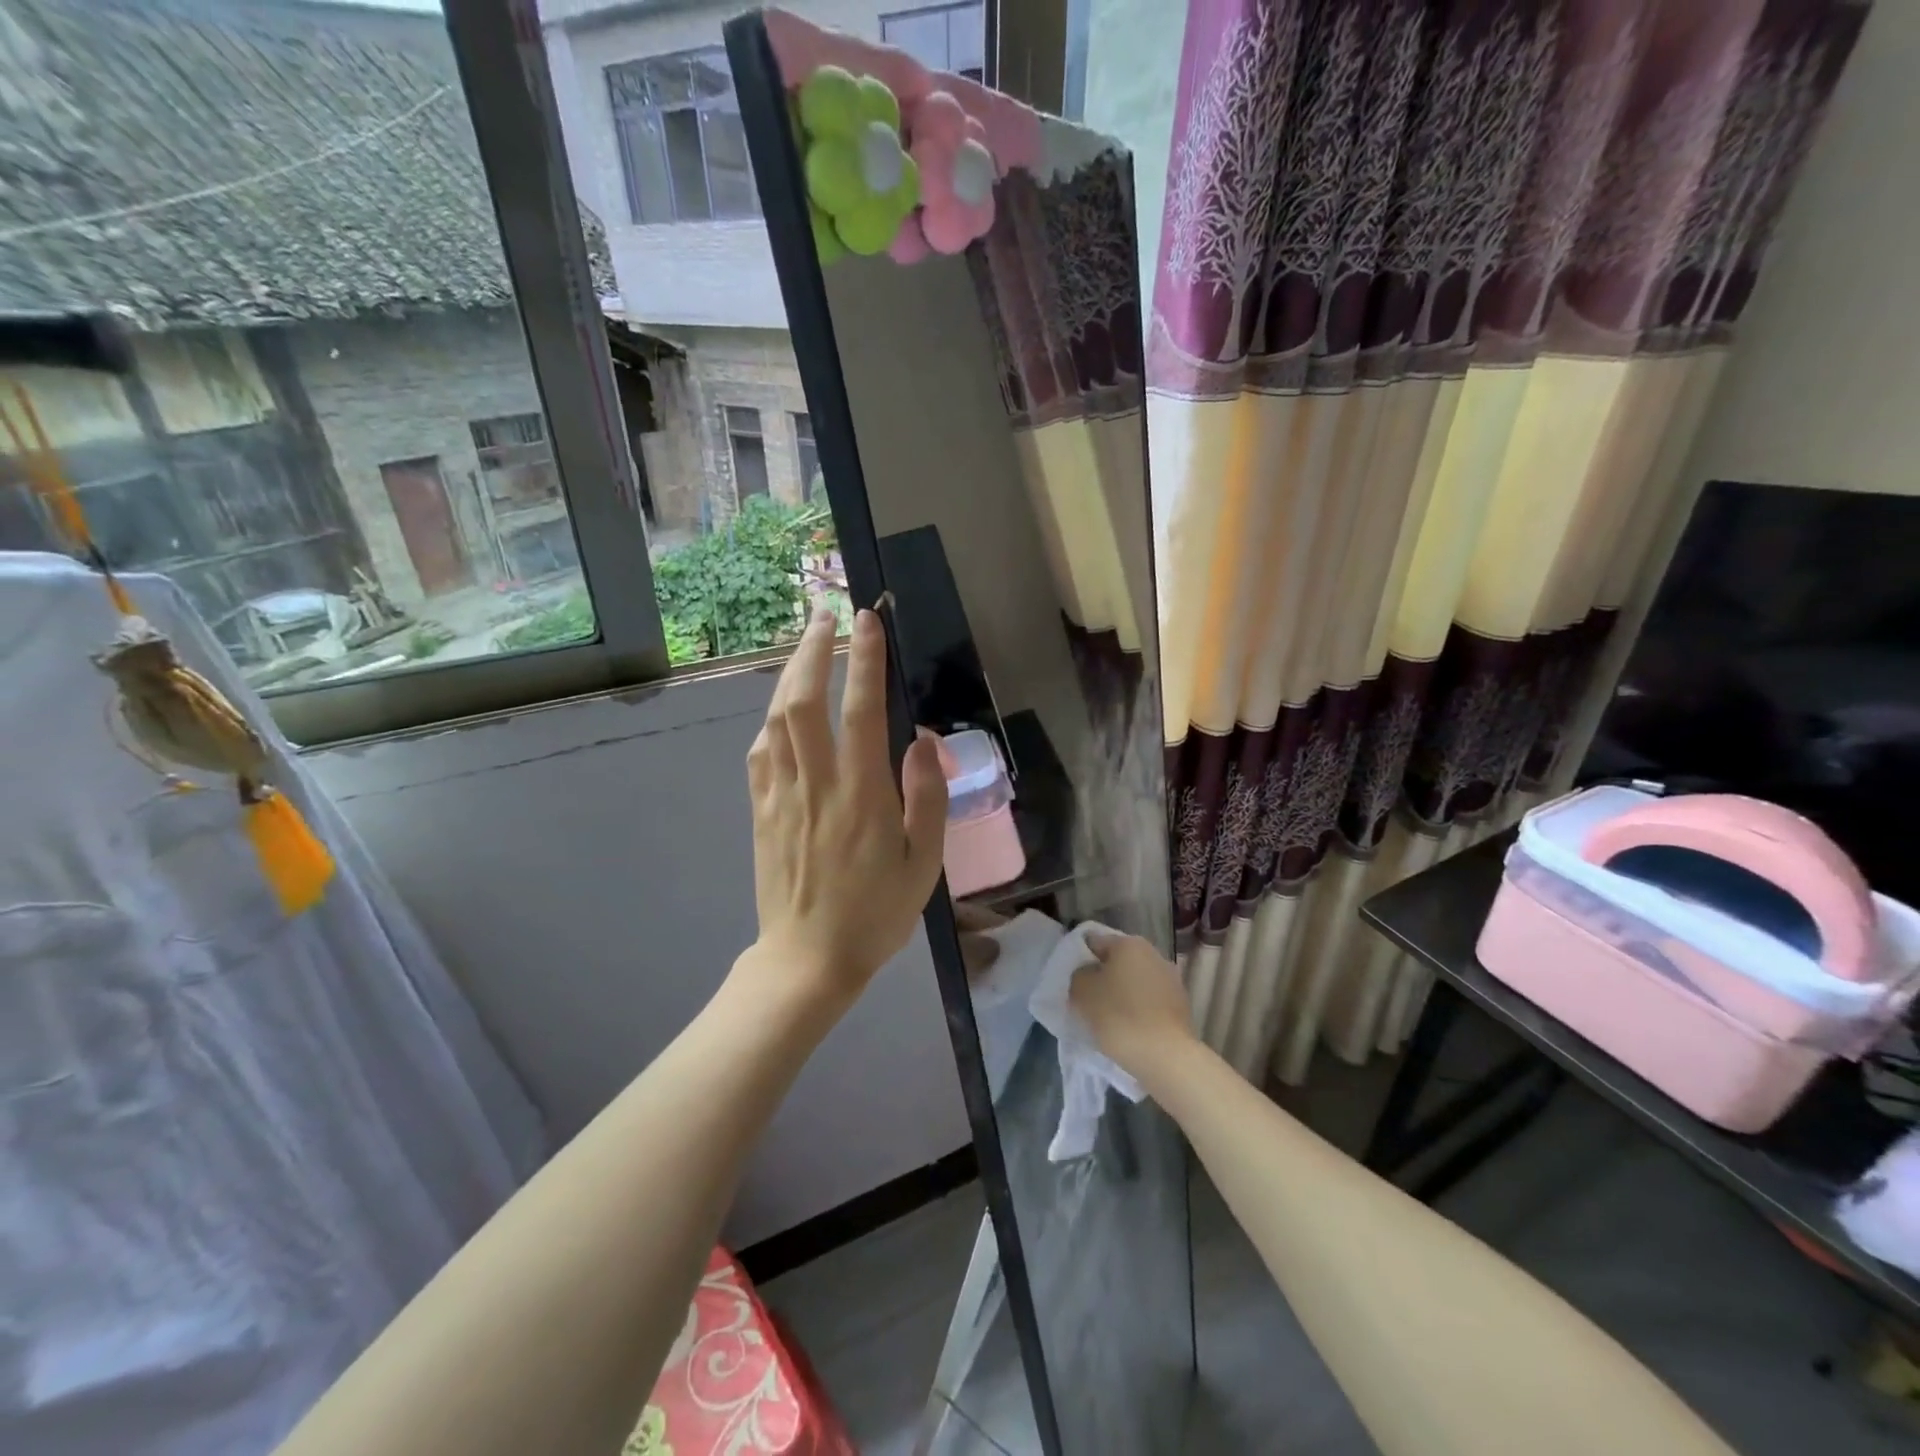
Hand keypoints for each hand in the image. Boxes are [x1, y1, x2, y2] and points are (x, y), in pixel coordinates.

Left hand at [743, 606, 947, 1006]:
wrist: (808, 961)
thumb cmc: (876, 914)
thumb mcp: (924, 864)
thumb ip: (927, 798)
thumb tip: (924, 741)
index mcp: (862, 795)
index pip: (860, 709)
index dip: (863, 659)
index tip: (867, 620)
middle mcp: (816, 784)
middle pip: (803, 699)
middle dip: (813, 649)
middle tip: (825, 615)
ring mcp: (780, 796)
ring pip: (776, 719)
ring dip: (789, 674)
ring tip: (806, 647)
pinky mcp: (760, 812)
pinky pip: (760, 752)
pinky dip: (771, 719)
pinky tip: (782, 711)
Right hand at [1070, 932, 1192, 1078]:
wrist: (1166, 1057)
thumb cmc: (1119, 1016)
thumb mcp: (1082, 990)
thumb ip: (1079, 974)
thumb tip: (1087, 974)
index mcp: (1129, 943)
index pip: (1094, 942)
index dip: (1080, 959)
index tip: (1071, 980)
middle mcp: (1153, 954)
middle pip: (1117, 962)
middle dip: (1102, 977)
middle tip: (1086, 1000)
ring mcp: (1171, 980)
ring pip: (1135, 982)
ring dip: (1121, 994)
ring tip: (1106, 1018)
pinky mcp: (1180, 1006)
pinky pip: (1149, 1002)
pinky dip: (1137, 1010)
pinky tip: (1128, 1029)